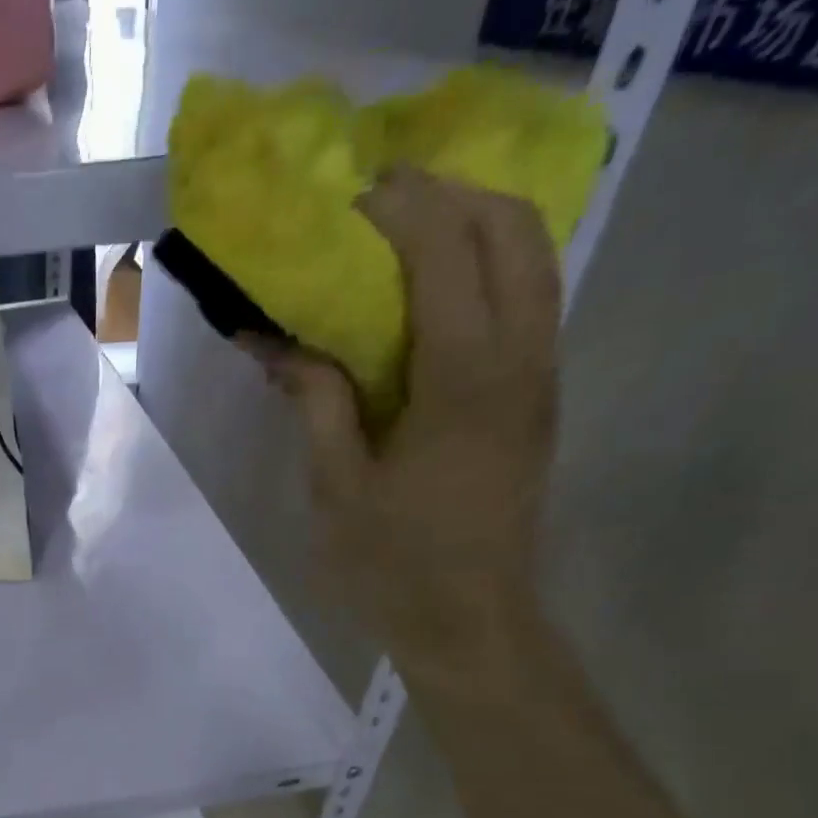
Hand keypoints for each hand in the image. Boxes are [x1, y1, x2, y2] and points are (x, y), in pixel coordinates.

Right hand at [247, 167, 560, 687]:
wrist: (470, 622)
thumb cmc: (393, 564)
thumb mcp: (337, 487)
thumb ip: (313, 401)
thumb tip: (274, 342)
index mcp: (465, 381)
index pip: (447, 254)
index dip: (400, 210)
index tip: (346, 200)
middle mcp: (523, 360)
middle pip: (514, 231)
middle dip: (450, 195)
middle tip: (379, 203)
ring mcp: (542, 377)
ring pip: (535, 258)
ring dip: (476, 224)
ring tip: (406, 230)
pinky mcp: (540, 398)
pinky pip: (531, 299)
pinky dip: (489, 266)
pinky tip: (435, 289)